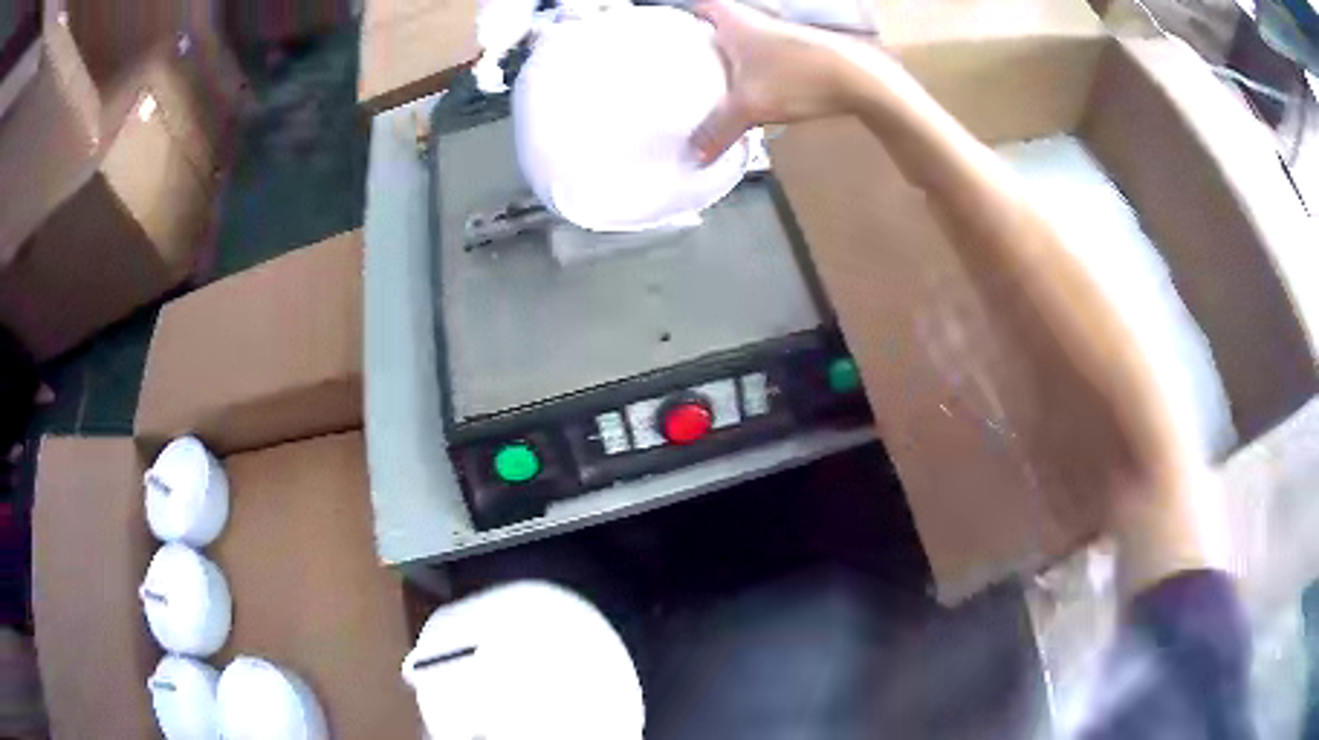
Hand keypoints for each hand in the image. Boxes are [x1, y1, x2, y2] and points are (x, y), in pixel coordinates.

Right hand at [690, 0, 870, 163]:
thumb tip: (694, 155)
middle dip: (705, 43)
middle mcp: (757, 22)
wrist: (861, 80)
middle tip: (685, 66)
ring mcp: (783, 37)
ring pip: (746, 44)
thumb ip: (717, 130)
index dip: (685, 18)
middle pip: (722, 26)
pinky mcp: (803, 54)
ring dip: (733, 59)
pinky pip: (768, 59)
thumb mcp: (749, 106)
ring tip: (714, 84)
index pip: (701, 7)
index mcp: (736, 22)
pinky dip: (757, 72)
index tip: (672, 36)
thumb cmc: (797, 79)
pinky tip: (755, 93)